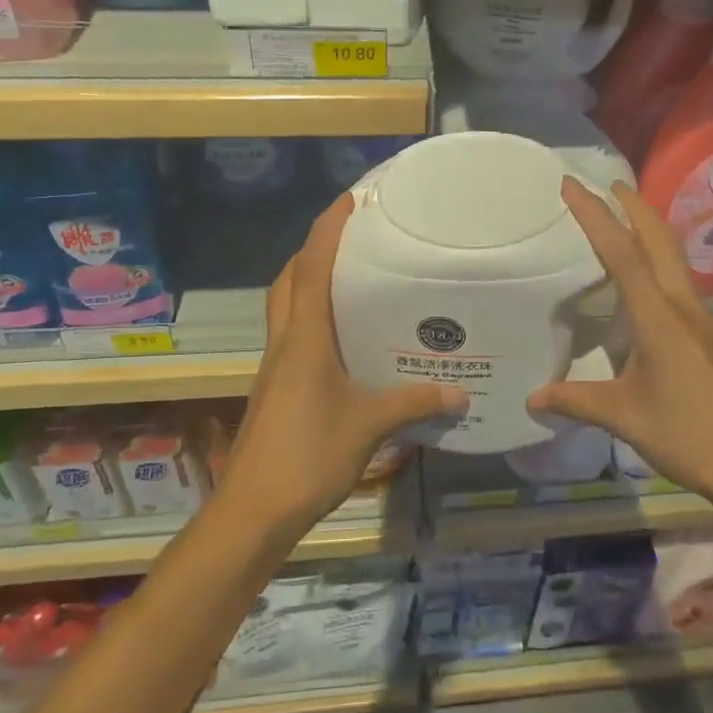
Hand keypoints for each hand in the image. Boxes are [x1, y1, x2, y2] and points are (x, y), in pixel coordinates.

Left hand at [217, 193, 464, 538]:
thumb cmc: (307, 456)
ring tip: (349, 280)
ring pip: (286, 309)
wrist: (252, 511)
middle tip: (350, 240)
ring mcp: (275, 368)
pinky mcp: (275, 390)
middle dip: (311, 252)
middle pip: (289, 282)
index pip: (311, 269)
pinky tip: (342, 340)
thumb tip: (460, 393)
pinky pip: (292, 337)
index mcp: (304, 339)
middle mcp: (285, 344)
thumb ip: (413, 403)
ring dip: (308, 284)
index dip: (327, 231)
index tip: (348, 200)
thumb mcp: (368, 426)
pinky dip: (311, 321)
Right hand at [528, 179, 712, 511]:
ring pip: (675, 260)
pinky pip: (681, 285)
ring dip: (651, 232)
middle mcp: (684, 306)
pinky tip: (649, 288)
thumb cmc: (689, 435)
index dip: (594, 216)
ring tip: (626, 224)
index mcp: (659, 316)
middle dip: (633, 207)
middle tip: (608, 185)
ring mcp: (704, 321)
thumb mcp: (624, 417)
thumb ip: (576, 401)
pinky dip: (660, 265)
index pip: (621, 252)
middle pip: (660, 240)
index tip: (573, 185)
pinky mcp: (712, 339)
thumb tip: (532, 399)